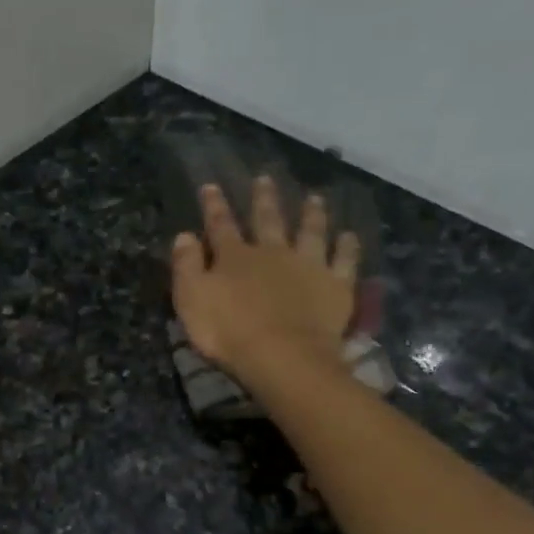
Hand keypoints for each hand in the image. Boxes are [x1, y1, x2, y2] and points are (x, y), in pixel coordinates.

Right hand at [171, 177, 361, 387]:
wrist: (282, 356)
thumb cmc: (229, 332)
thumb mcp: (191, 300)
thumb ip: (186, 266)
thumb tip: (184, 235)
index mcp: (234, 257)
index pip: (221, 225)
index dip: (214, 206)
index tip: (211, 185)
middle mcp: (273, 252)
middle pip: (268, 220)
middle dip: (264, 199)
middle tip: (265, 178)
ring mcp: (308, 266)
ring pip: (310, 232)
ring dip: (311, 214)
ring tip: (315, 198)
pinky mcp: (335, 285)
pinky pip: (344, 261)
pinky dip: (347, 247)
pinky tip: (349, 236)